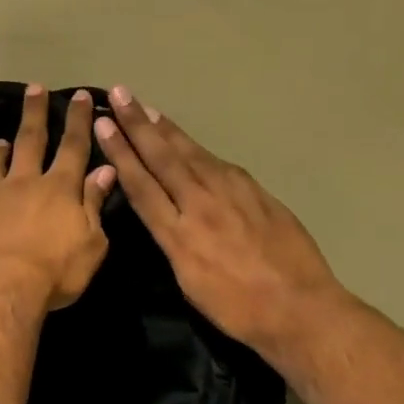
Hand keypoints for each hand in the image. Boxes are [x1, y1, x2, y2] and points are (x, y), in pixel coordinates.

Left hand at [0, 85, 116, 312]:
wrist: (1, 289)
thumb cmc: (55, 271)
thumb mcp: (91, 243)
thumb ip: (95, 204)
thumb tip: (104, 171)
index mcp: (59, 188)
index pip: (74, 146)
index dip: (79, 120)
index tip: (81, 95)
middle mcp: (24, 182)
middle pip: (31, 140)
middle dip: (35, 113)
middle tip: (34, 88)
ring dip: (0, 149)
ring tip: (1, 140)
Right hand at [93, 84, 344, 366]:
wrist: (299, 306)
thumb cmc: (237, 309)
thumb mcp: (189, 283)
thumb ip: (172, 243)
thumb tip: (162, 215)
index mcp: (179, 234)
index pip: (142, 184)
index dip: (121, 153)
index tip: (104, 126)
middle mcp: (201, 204)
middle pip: (163, 158)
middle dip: (138, 125)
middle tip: (120, 94)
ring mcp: (232, 193)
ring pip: (191, 153)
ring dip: (166, 129)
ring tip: (146, 108)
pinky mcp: (256, 192)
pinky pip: (217, 163)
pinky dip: (196, 148)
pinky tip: (188, 141)